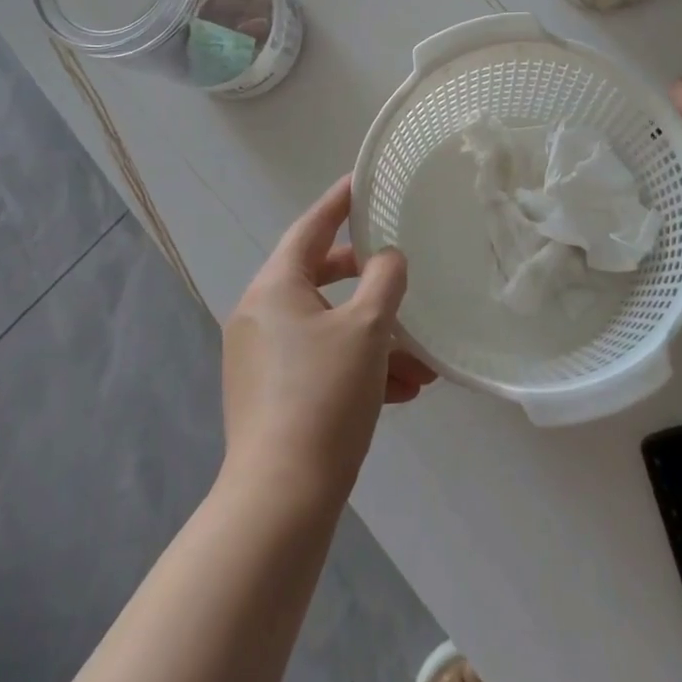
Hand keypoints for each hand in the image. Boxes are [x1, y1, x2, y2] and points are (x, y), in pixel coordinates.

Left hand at [222, 177, 435, 502]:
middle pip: (320, 278)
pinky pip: (320, 363)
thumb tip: (388, 258)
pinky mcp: (270, 395)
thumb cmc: (324, 396)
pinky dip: (357, 367)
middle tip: (400, 274)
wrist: (281, 500)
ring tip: (421, 364)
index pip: (311, 228)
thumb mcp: (368, 328)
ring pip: (327, 328)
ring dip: (375, 339)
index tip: (363, 181)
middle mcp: (260, 315)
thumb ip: (385, 279)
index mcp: (274, 288)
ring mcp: (262, 358)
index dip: (340, 202)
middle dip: (369, 283)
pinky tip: (401, 392)